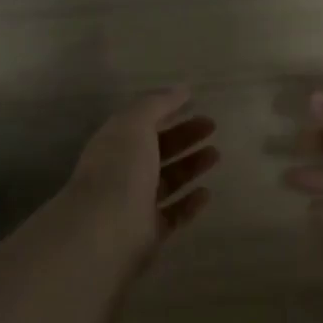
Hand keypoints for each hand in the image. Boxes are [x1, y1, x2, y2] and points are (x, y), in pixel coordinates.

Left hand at [57, 86, 218, 260]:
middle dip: (184, 136)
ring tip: (216, 155)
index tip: (196, 104)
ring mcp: (135, 204)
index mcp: (114, 143)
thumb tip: (181, 89)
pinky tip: (207, 193)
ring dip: (191, 166)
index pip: (142, 123)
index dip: (168, 111)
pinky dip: (190, 203)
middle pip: (157, 149)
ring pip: (167, 180)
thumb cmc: (120, 169)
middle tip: (212, 127)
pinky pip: (173, 214)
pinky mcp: (149, 233)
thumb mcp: (136, 124)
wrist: (106, 231)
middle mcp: (122, 171)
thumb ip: (158, 104)